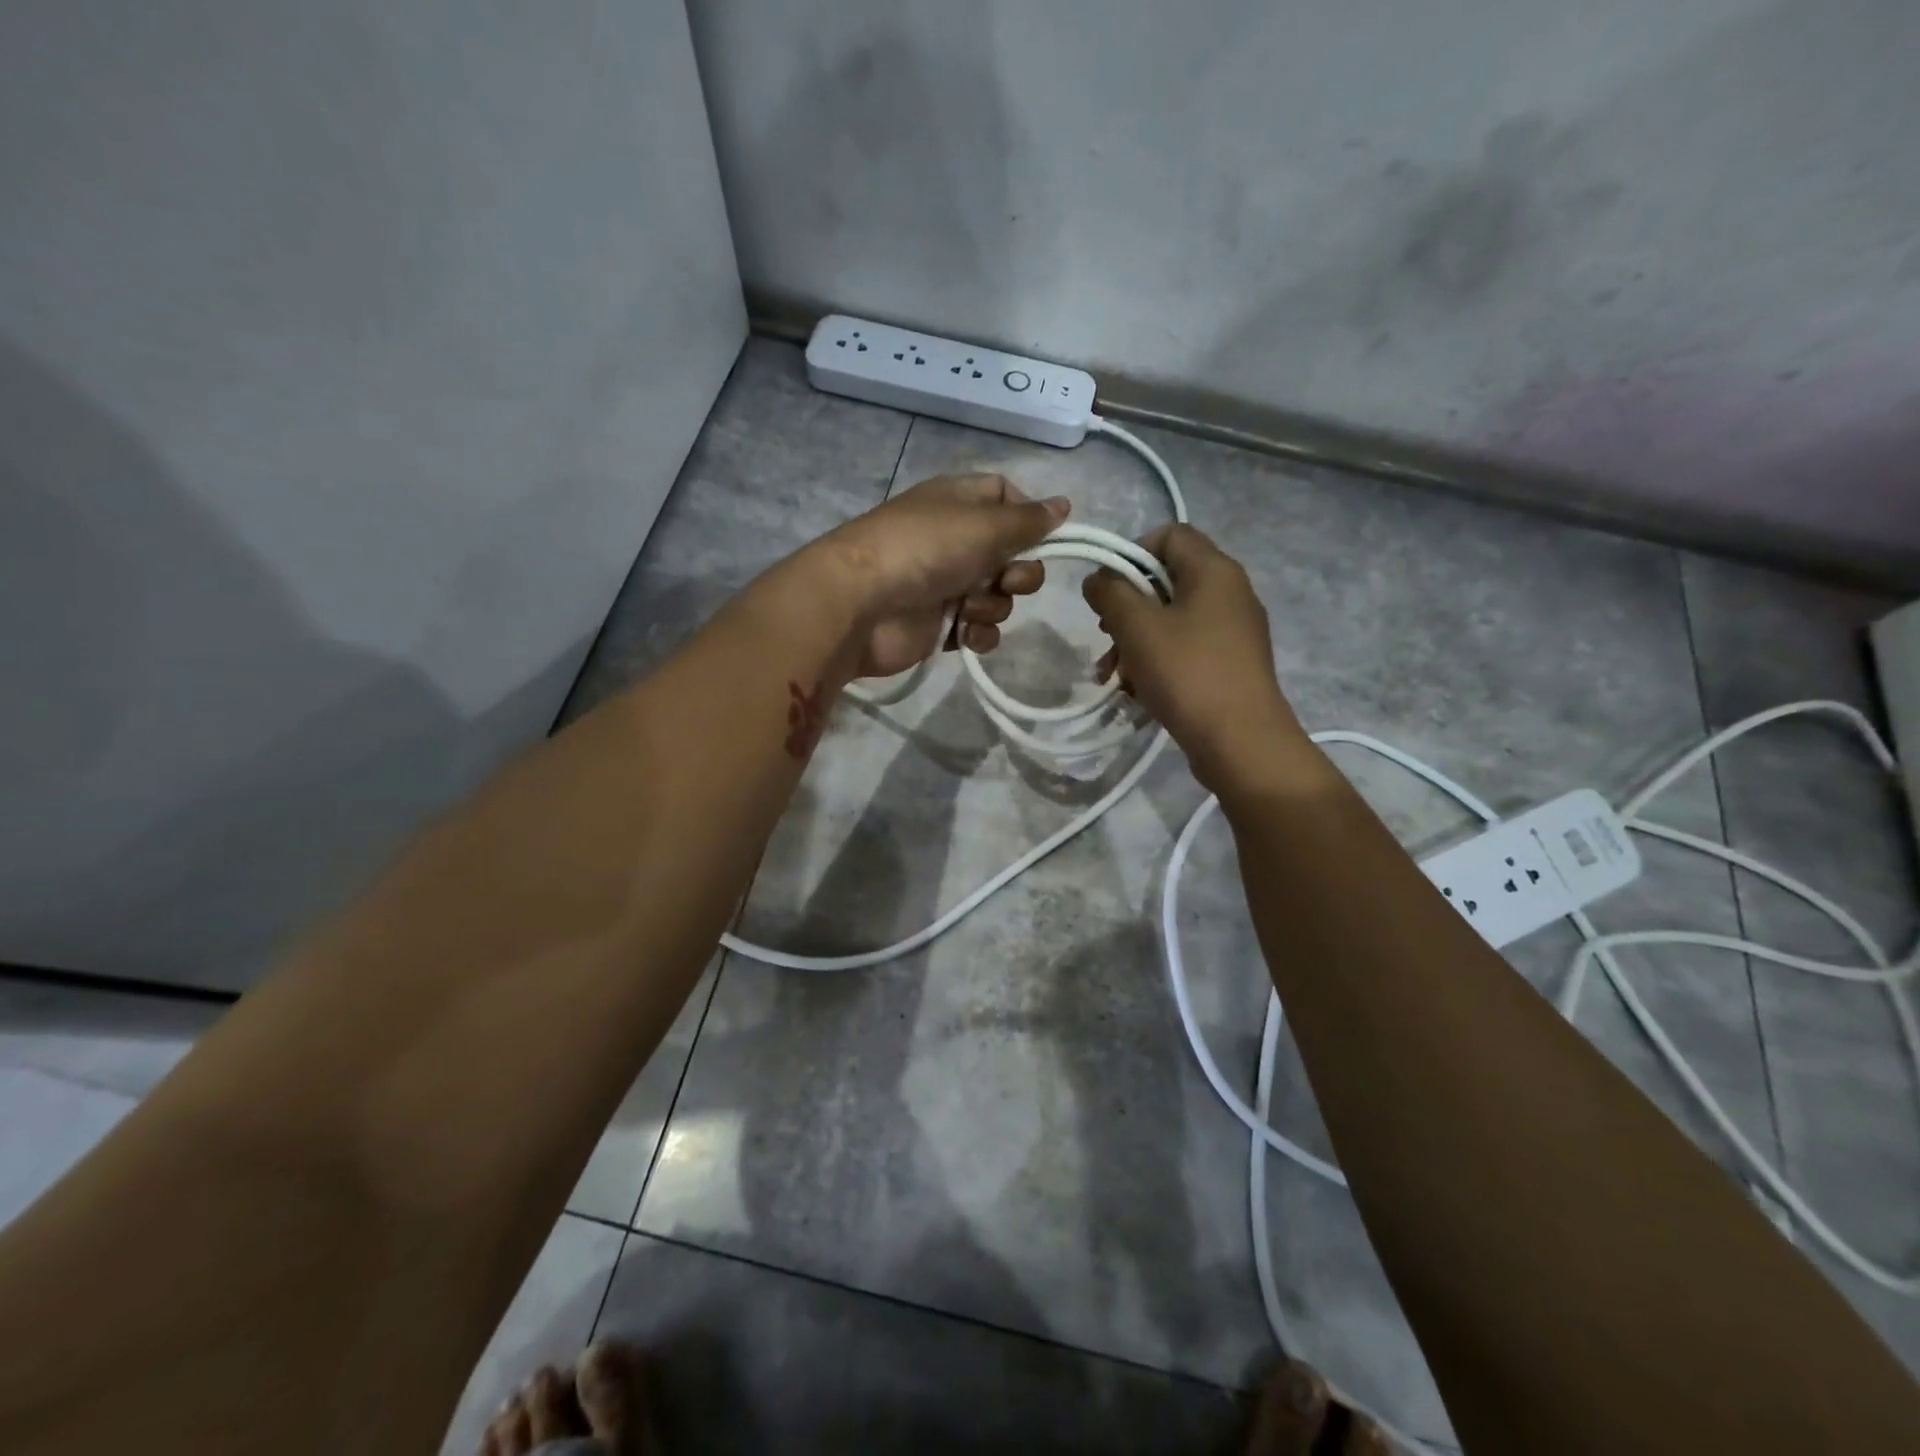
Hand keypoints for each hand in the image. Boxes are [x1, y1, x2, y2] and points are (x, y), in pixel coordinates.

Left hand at [818, 474, 1068, 679]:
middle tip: (1007, 579)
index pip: (1006, 496)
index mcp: (960, 503)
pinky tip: (964, 633)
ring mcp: (946, 584)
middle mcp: (954, 541)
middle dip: (1020, 572)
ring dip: (993, 605)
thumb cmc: (924, 550)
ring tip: (966, 607)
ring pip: (999, 596)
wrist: (861, 605)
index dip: (1029, 516)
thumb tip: (1064, 504)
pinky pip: (979, 629)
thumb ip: (1028, 520)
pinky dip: (978, 633)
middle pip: (1012, 555)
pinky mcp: (939, 625)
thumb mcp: (984, 525)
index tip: (1045, 536)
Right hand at [1082, 523, 1312, 792]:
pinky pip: (1186, 649)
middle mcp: (1230, 592)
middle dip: (1127, 608)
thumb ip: (1110, 593)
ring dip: (1136, 642)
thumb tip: (1098, 579)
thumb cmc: (1187, 673)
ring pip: (1172, 620)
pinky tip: (1138, 692)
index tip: (1108, 591)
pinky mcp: (1231, 664)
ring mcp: (1234, 631)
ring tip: (1114, 676)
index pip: (1168, 534)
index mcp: (1214, 570)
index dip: (1131, 553)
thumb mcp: (1137, 627)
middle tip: (1106, 637)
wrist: (1241, 742)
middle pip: (1166, 581)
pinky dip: (1158, 662)